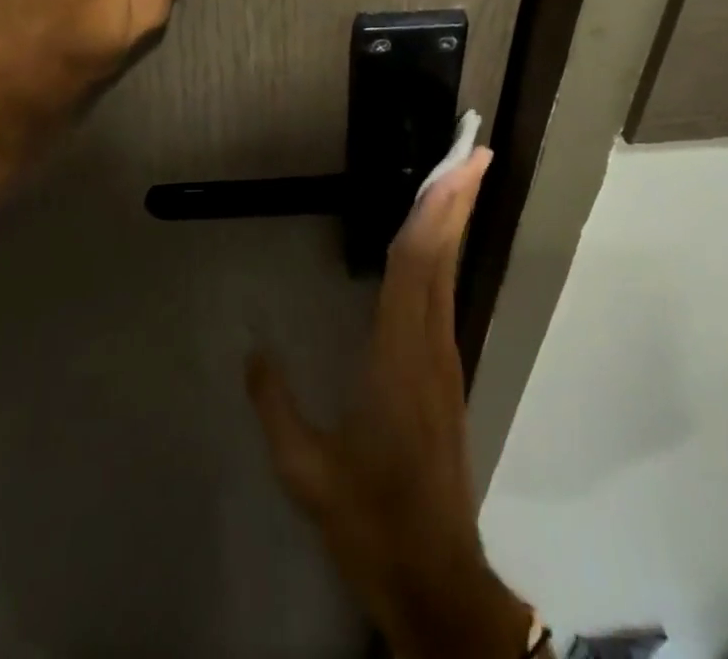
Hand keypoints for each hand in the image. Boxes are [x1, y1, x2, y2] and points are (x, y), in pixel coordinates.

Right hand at [246, 150, 534, 658]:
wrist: (435, 576)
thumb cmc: (370, 518)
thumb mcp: (307, 472)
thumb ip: (276, 406)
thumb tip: (253, 351)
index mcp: (398, 356)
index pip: (414, 266)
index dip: (430, 212)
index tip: (450, 169)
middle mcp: (430, 345)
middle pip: (442, 256)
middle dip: (457, 200)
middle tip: (474, 151)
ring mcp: (444, 357)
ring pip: (448, 272)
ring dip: (455, 221)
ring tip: (461, 178)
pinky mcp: (446, 371)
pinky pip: (444, 294)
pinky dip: (444, 253)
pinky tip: (438, 242)